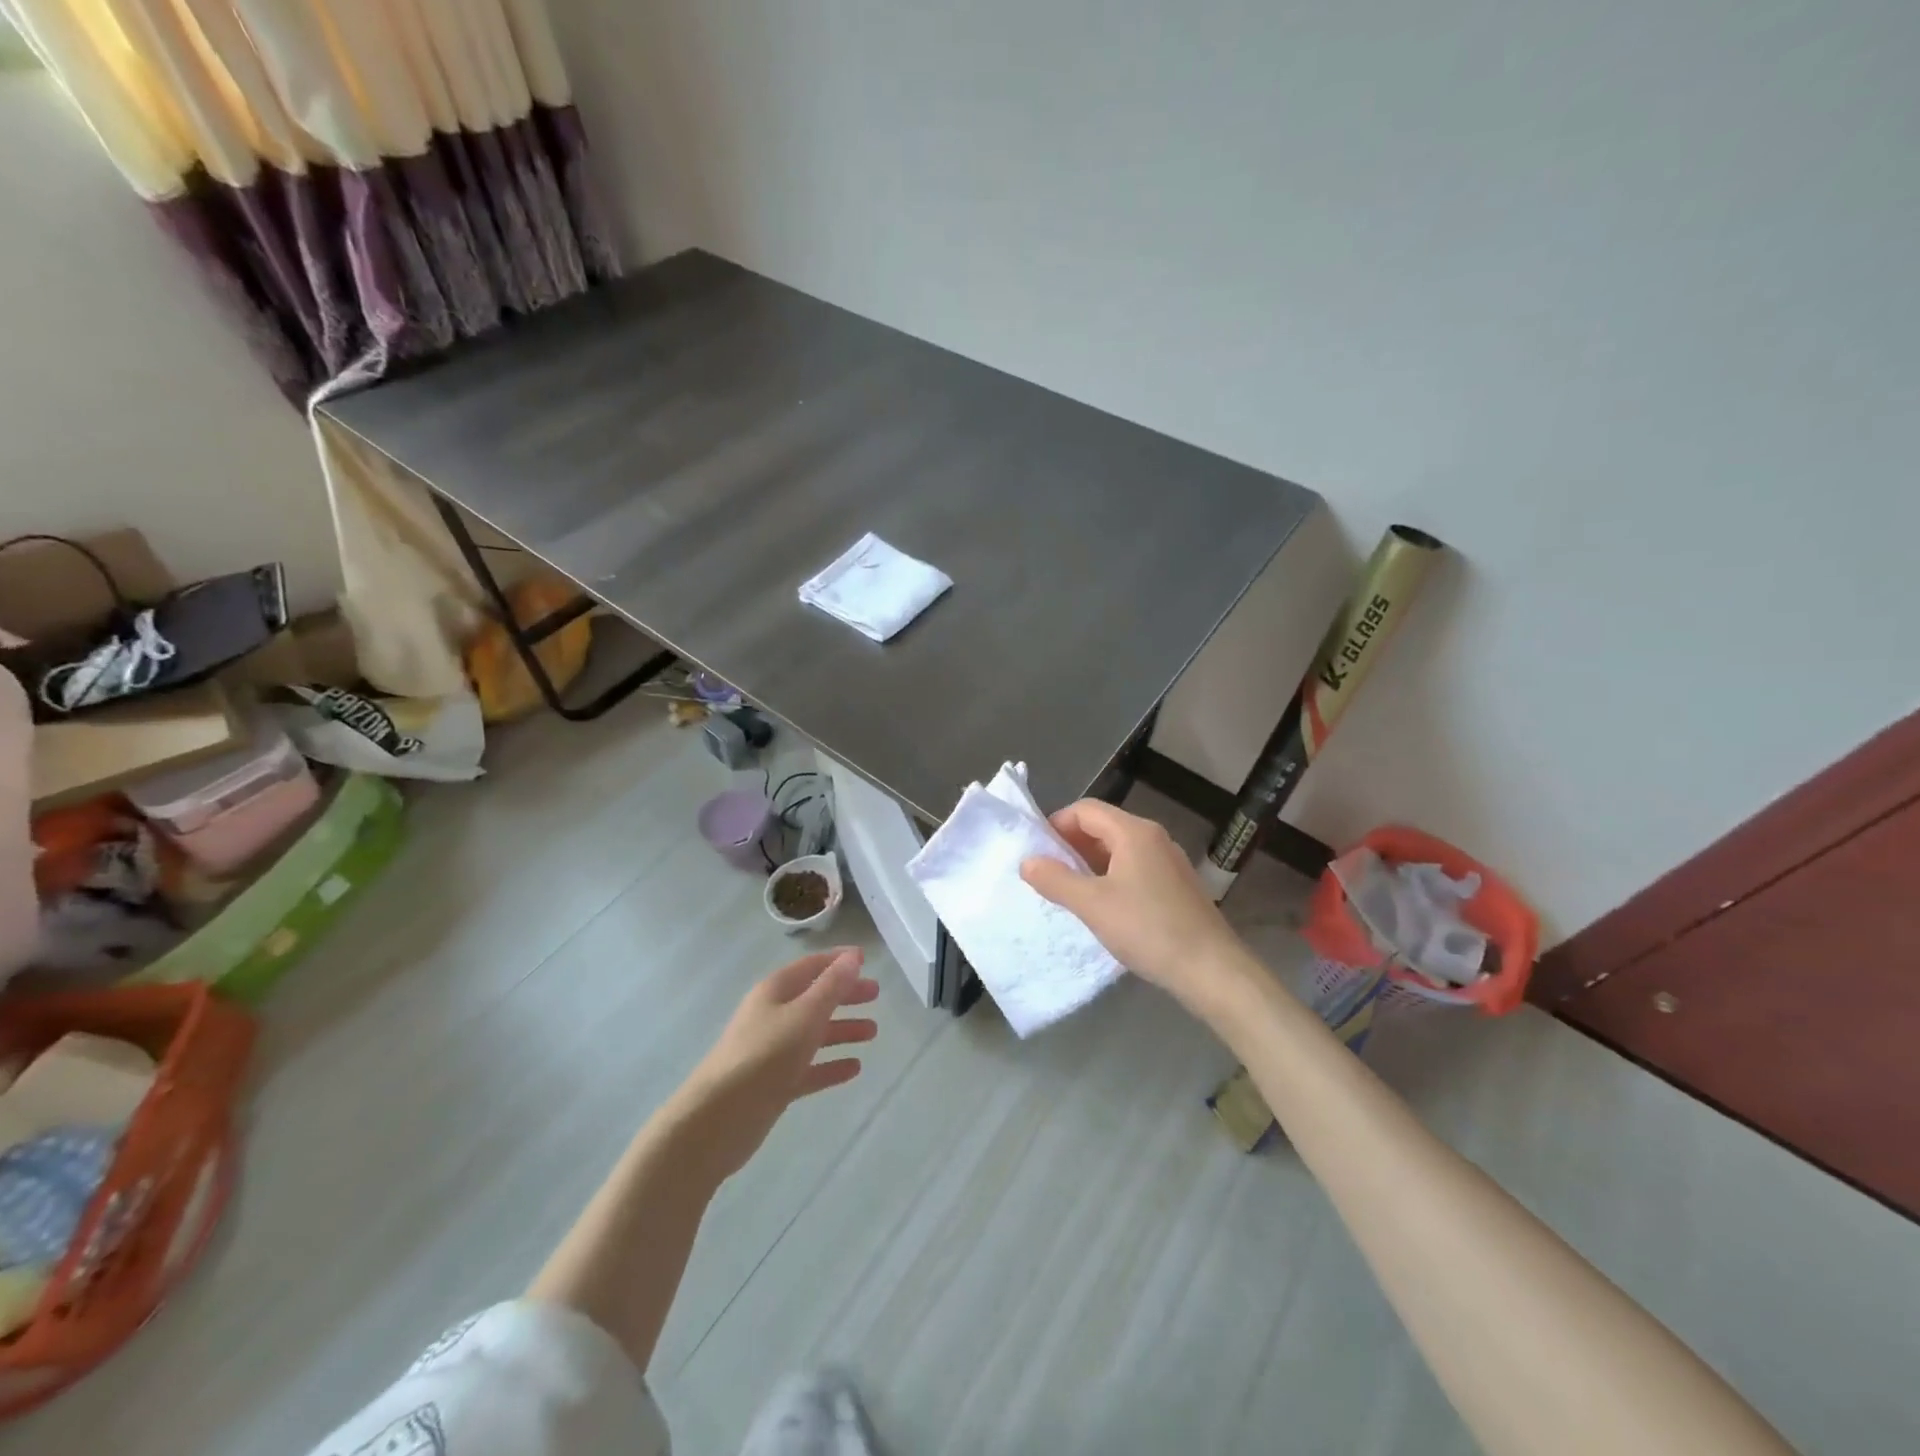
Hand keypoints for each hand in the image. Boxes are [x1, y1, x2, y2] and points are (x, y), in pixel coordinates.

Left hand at [674, 948, 879, 1180]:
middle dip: (844, 995)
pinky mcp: (774, 1084)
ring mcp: (772, 1051)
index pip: (811, 966)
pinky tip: (854, 1069)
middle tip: (876, 995)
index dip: (838, 961)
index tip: (865, 959)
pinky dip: (830, 1065)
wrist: (717, 1119)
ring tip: (873, 1032)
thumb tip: (853, 957)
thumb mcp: (804, 1015)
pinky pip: (809, 1068)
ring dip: (842, 1030)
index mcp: (775, 991)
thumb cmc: (764, 1055)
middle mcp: (773, 1016)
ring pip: (813, 1034)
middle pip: (814, 999)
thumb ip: (831, 987)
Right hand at [1020, 800, 1244, 1008]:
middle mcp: (1153, 837)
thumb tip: (1027, 861)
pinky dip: (1112, 877)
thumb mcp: (1092, 905)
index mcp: (1134, 832)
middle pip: (1102, 826)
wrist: (1211, 969)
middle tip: (1048, 874)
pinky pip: (1135, 868)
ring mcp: (1169, 861)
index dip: (1056, 824)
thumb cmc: (1148, 929)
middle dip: (1071, 845)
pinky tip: (1104, 907)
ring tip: (1071, 892)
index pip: (1085, 810)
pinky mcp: (1177, 885)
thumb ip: (1056, 880)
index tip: (1037, 852)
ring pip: (1119, 849)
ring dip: (1090, 863)